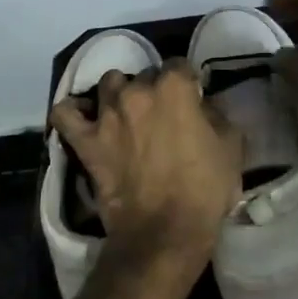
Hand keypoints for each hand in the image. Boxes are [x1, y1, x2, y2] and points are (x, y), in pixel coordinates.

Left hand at [49, 60, 242, 277]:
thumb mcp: (232, 147)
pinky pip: (66, 113)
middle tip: (163, 114)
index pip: (180, 65)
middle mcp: (137, 90)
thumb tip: (203, 104)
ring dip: (120, 93)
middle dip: (155, 89)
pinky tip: (84, 117)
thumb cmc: (205, 191)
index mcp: (174, 87)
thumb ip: (217, 115)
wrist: (164, 234)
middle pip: (145, 74)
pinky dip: (73, 111)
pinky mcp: (86, 140)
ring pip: (109, 84)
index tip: (192, 98)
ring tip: (127, 114)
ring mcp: (107, 114)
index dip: (188, 81)